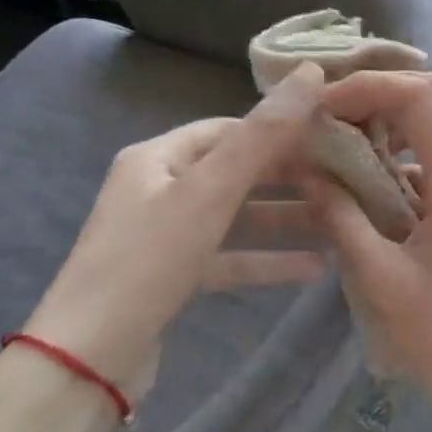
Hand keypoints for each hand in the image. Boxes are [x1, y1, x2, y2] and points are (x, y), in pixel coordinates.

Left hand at [21, 63, 326, 401]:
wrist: (87, 359)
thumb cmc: (148, 260)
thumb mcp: (209, 192)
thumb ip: (263, 136)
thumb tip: (311, 73)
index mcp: (158, 158)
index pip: (229, 129)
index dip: (280, 130)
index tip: (331, 139)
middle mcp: (159, 189)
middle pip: (236, 172)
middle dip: (289, 177)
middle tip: (344, 181)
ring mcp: (166, 235)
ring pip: (237, 217)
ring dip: (285, 220)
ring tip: (340, 222)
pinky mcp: (174, 276)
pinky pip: (230, 256)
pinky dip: (267, 259)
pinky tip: (313, 267)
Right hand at [306, 71, 431, 430]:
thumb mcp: (379, 276)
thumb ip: (341, 216)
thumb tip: (309, 171)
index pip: (421, 98)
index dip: (368, 88)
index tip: (322, 107)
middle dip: (387, 90)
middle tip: (338, 112)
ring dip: (401, 117)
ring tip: (351, 139)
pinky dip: (414, 149)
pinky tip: (378, 177)